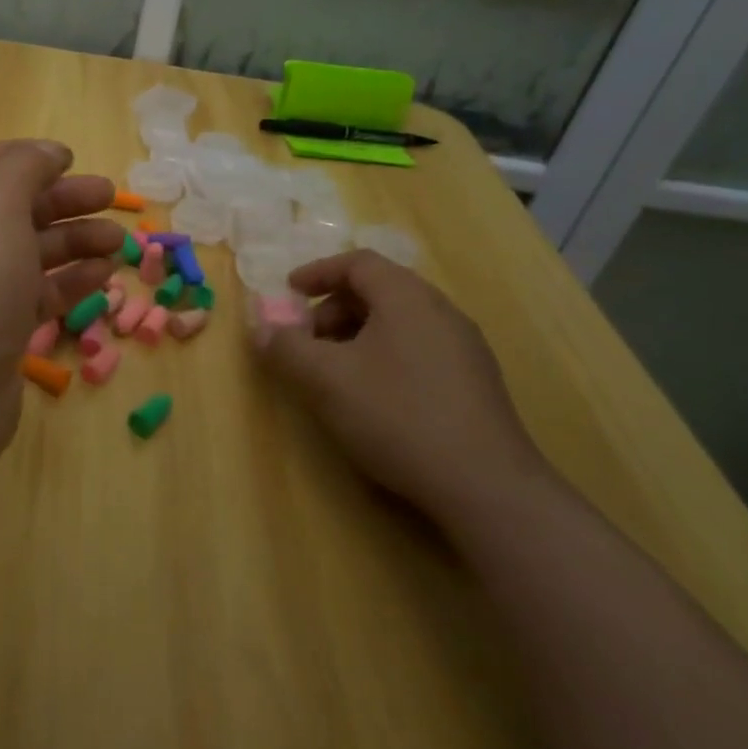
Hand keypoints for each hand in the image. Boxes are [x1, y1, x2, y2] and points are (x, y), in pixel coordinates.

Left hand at [0, 140, 120, 483]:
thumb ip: (25, 167)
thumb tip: (49, 151)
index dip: (24, 155)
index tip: (71, 159)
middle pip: (13, 205)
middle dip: (63, 198)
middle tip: (110, 197)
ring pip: (31, 251)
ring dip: (76, 241)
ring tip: (121, 242)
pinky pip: (38, 293)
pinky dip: (71, 281)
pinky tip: (105, 275)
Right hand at [254, 251, 547, 523]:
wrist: (485, 485)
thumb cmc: (397, 416)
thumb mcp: (326, 380)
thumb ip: (286, 348)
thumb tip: (262, 329)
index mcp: (407, 298)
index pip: (358, 263)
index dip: (318, 272)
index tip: (289, 292)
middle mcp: (441, 311)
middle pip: (379, 290)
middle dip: (333, 309)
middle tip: (306, 340)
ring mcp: (464, 347)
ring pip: (399, 322)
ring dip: (358, 334)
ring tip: (334, 371)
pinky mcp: (475, 381)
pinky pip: (419, 347)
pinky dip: (384, 354)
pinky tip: (374, 395)